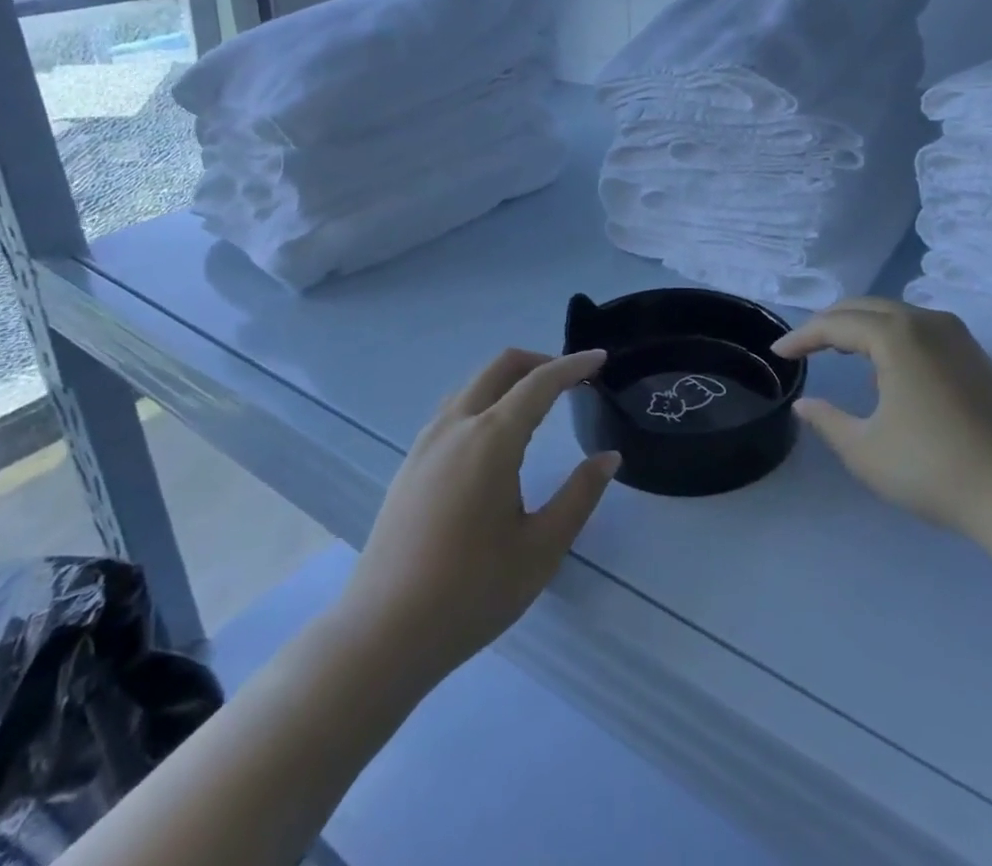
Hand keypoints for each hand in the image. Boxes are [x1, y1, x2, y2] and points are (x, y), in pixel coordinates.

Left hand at [337, 348, 618, 684]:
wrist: (383, 633)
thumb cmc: (471, 592)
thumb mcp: (541, 548)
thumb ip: (579, 495)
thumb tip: (608, 458)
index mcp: (491, 439)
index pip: (539, 383)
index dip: (573, 366)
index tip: (600, 358)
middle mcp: (456, 426)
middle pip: (499, 367)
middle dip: (539, 361)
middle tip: (571, 379)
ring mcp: (426, 443)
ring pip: (472, 385)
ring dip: (508, 380)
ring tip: (538, 405)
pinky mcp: (410, 464)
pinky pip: (453, 410)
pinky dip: (484, 401)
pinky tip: (495, 439)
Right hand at [773, 298, 991, 544]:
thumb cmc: (935, 469)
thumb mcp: (866, 450)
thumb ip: (828, 421)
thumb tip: (805, 404)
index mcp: (896, 335)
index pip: (835, 324)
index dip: (802, 337)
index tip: (778, 353)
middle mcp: (928, 322)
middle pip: (866, 307)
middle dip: (830, 322)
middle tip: (804, 345)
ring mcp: (959, 337)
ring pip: (897, 315)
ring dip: (863, 327)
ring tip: (840, 351)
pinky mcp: (978, 357)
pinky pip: (921, 330)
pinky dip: (893, 338)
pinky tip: (888, 371)